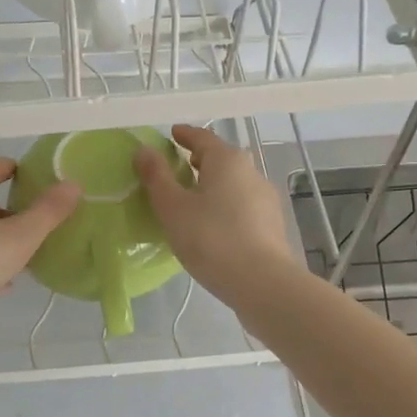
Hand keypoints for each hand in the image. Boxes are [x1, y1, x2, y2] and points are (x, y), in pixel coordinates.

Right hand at [133, 123, 298, 304]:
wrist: (262, 282)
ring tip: (193, 200)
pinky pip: (243, 205)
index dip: (184, 135)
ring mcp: (266, 198)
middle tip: (179, 168)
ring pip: (234, 183)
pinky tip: (214, 225)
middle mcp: (251, 171)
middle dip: (200, 160)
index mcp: (227, 160)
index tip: (171, 134)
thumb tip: (144, 150)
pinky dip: (226, 205)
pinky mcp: (272, 224)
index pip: (202, 138)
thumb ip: (156, 177)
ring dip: (214, 185)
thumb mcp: (173, 208)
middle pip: (222, 159)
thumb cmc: (211, 238)